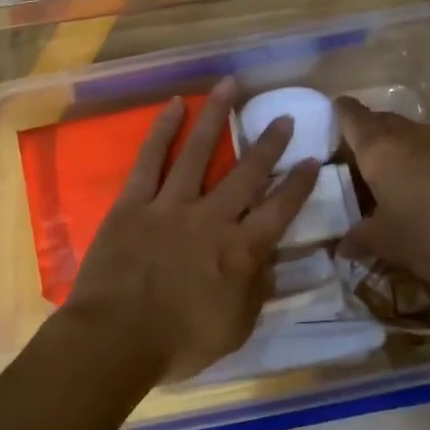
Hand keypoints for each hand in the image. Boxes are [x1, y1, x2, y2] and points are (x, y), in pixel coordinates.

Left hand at [63, 80, 321, 383]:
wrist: (116, 340)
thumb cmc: (178, 344)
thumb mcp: (235, 329)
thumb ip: (255, 292)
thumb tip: (269, 263)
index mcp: (240, 251)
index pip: (280, 210)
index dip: (299, 183)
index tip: (313, 159)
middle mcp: (212, 218)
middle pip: (247, 173)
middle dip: (269, 144)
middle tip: (284, 118)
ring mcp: (171, 205)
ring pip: (199, 152)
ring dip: (216, 116)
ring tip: (230, 86)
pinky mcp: (134, 203)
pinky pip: (150, 160)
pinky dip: (162, 131)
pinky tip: (173, 105)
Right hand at [335, 97, 429, 287]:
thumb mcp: (386, 242)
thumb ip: (359, 239)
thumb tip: (341, 246)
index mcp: (378, 148)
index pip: (351, 116)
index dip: (337, 113)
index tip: (326, 118)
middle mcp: (408, 134)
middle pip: (379, 121)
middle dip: (363, 134)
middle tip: (348, 160)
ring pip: (406, 135)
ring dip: (393, 149)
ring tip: (383, 179)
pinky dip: (417, 162)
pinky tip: (420, 190)